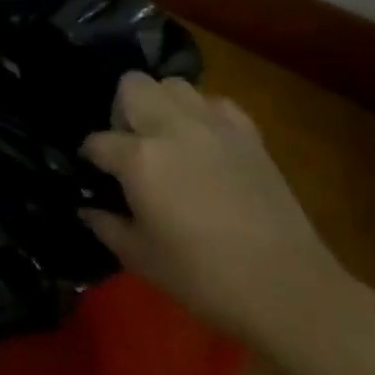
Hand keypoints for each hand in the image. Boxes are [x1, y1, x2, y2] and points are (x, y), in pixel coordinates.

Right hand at [79, 72, 343, 343]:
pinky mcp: (248, 134)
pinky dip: (203, 114)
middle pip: (132, 85)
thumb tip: (86, 208)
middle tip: (128, 143)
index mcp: (139, 159)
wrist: (289, 290)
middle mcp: (171, 128)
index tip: (92, 172)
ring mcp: (213, 126)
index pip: (97, 141)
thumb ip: (106, 225)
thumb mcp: (141, 258)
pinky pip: (215, 103)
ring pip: (173, 85)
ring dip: (161, 104)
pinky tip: (204, 142)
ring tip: (165, 137)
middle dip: (120, 109)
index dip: (89, 156)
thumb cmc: (205, 278)